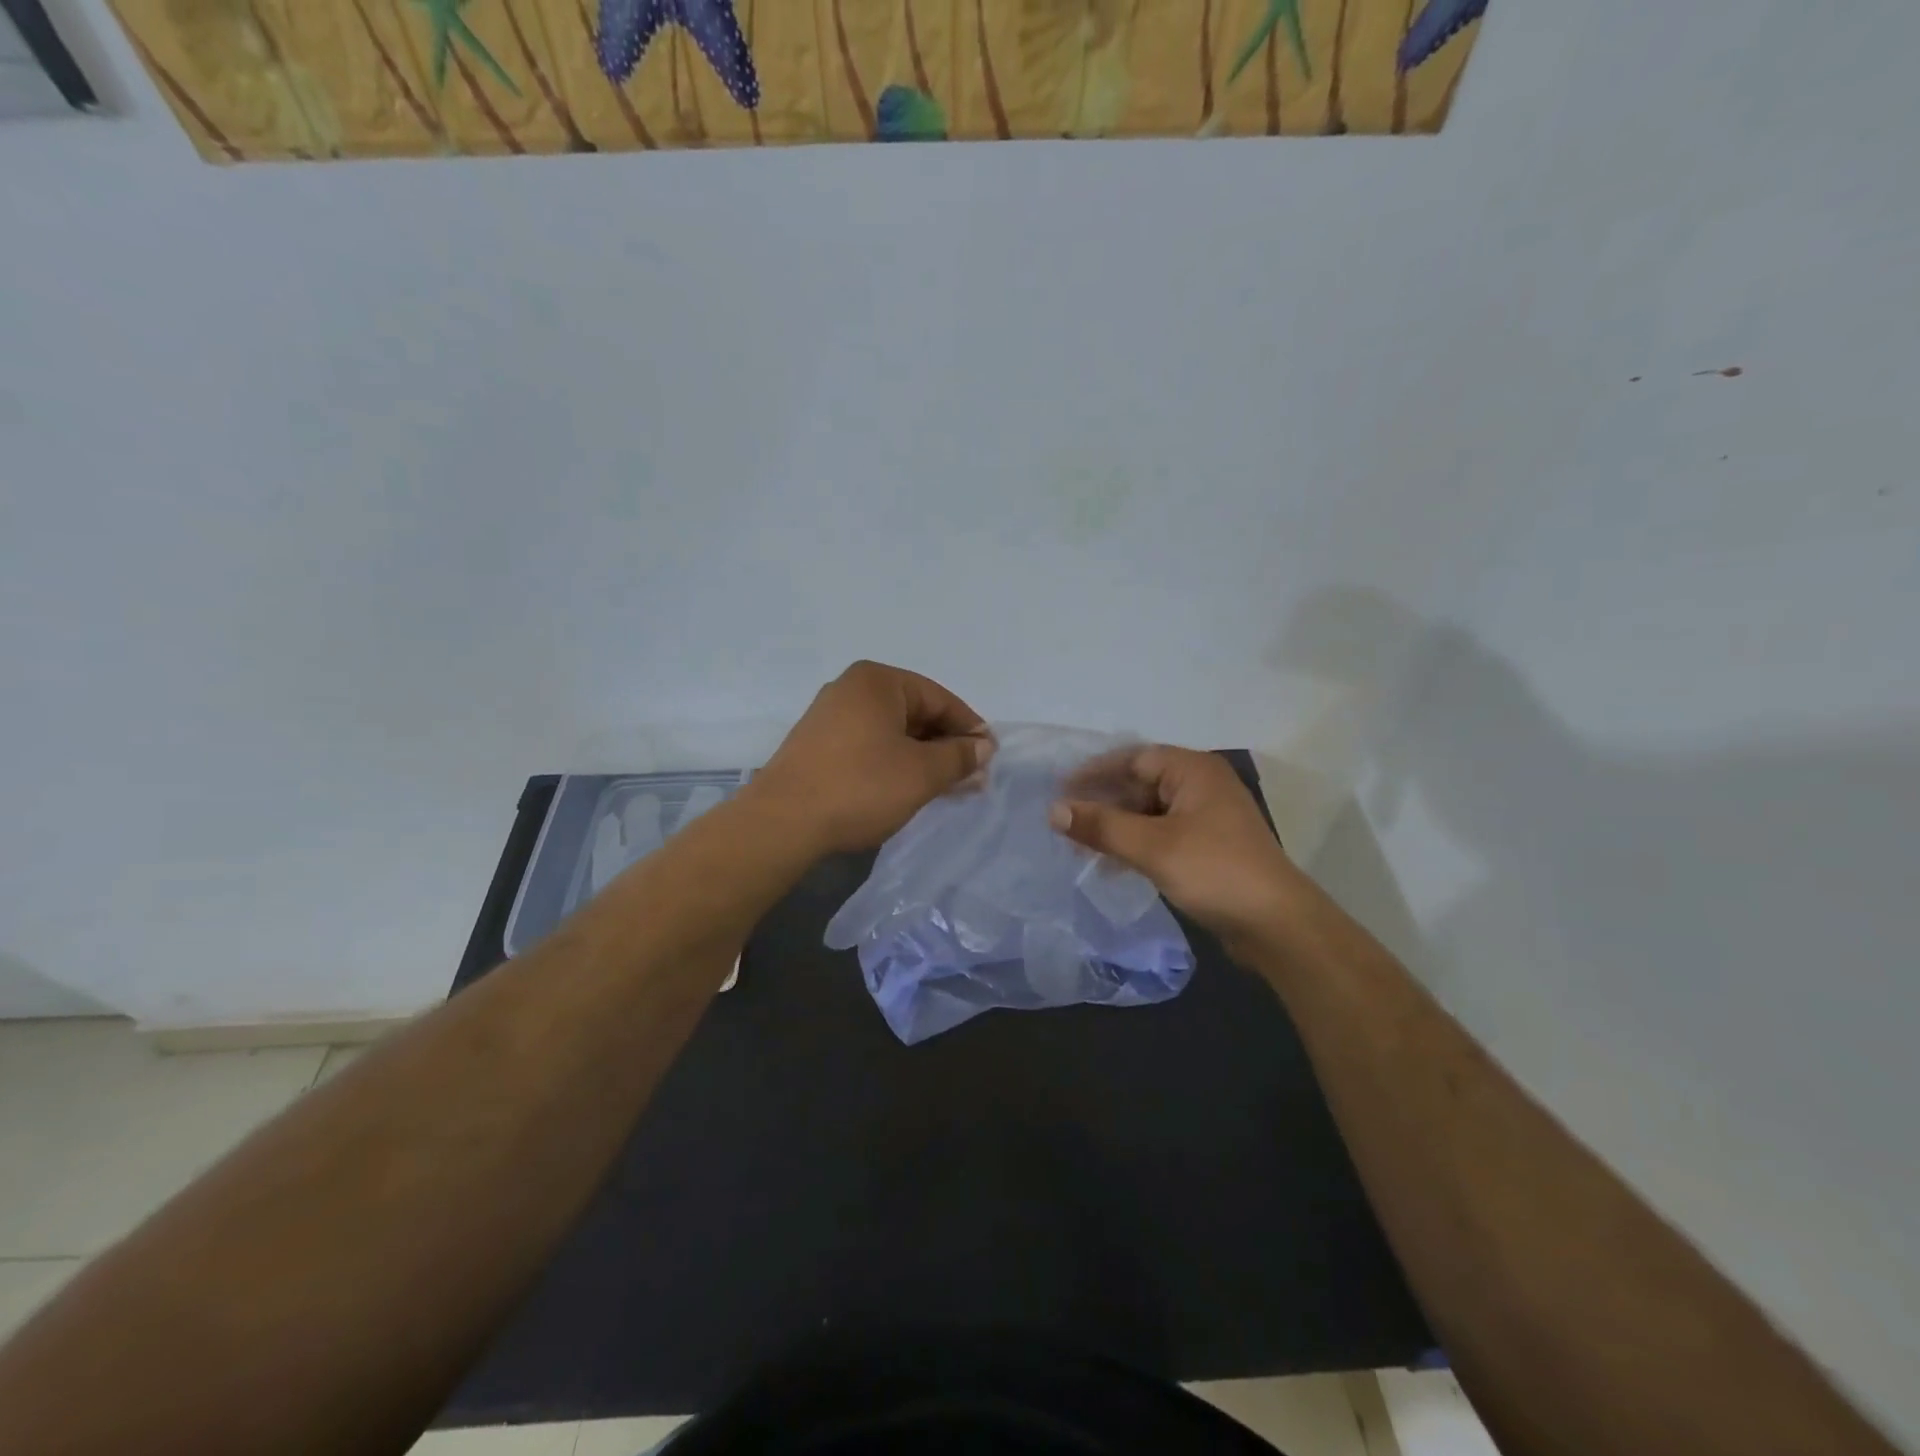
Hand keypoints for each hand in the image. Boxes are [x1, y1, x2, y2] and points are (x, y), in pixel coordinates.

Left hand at [751, 661, 993, 853]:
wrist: (783, 822)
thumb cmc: (861, 787)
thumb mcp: (922, 773)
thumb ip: (959, 756)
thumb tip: (984, 746)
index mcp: (878, 680)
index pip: (940, 698)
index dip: (970, 728)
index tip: (989, 757)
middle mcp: (851, 688)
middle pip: (915, 712)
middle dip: (946, 745)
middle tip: (971, 778)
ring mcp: (829, 716)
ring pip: (892, 732)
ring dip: (922, 757)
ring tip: (945, 788)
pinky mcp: (817, 745)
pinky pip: (869, 745)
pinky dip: (893, 763)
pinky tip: (907, 788)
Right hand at [1050, 746, 1303, 948]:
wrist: (1277, 924)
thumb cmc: (1214, 870)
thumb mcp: (1152, 846)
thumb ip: (1101, 826)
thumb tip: (1053, 811)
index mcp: (1193, 771)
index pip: (1133, 758)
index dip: (1094, 772)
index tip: (1059, 789)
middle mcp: (1201, 786)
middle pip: (1141, 784)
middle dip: (1103, 803)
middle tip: (1064, 820)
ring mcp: (1207, 818)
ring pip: (1149, 812)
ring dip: (1116, 827)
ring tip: (1080, 847)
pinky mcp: (1209, 846)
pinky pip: (1162, 834)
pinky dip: (1136, 844)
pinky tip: (1112, 865)